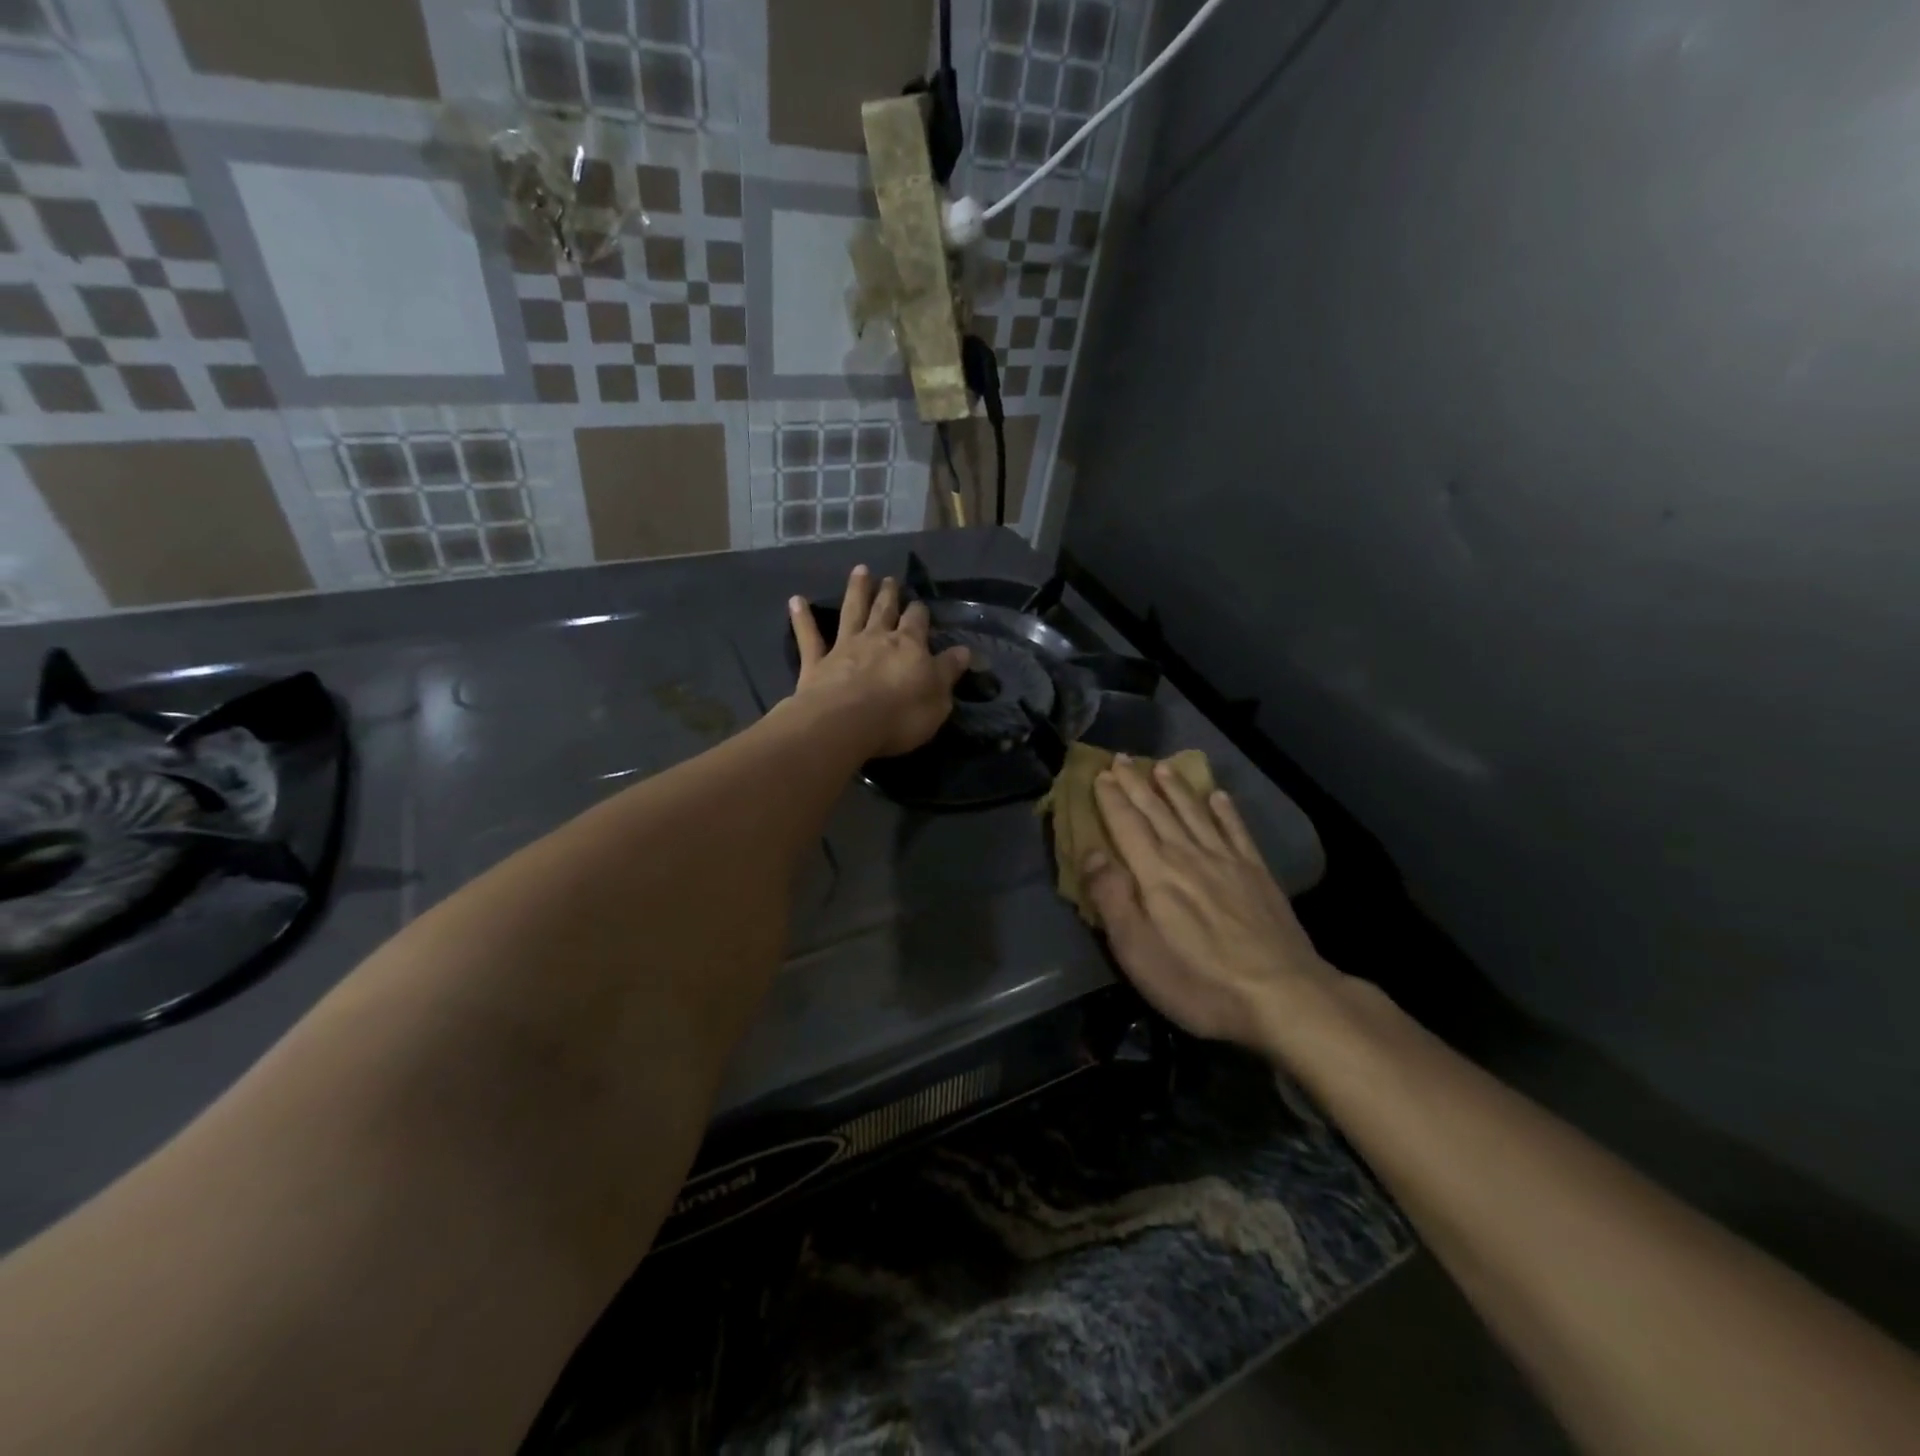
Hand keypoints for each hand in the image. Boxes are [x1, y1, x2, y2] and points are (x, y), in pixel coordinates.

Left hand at [788, 565, 970, 758]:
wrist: (846, 724)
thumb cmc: (900, 715)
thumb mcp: (938, 698)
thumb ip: (948, 672)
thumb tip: (964, 652)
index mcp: (909, 646)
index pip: (917, 622)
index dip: (919, 613)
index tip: (920, 605)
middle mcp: (876, 638)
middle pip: (884, 610)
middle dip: (889, 594)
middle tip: (890, 579)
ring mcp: (844, 648)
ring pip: (851, 612)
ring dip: (856, 591)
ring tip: (860, 571)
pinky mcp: (816, 663)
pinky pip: (808, 637)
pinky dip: (802, 618)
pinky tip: (795, 600)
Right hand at [1085, 756, 1341, 1051]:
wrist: (1283, 996)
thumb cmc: (1199, 981)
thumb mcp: (1138, 951)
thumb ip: (1111, 897)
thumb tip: (1090, 852)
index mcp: (1155, 873)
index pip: (1126, 824)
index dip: (1111, 798)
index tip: (1100, 773)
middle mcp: (1188, 855)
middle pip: (1157, 811)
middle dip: (1137, 784)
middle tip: (1122, 758)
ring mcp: (1227, 861)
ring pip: (1195, 813)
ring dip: (1176, 789)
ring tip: (1162, 767)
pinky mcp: (1257, 874)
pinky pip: (1236, 830)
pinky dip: (1225, 811)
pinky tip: (1219, 797)